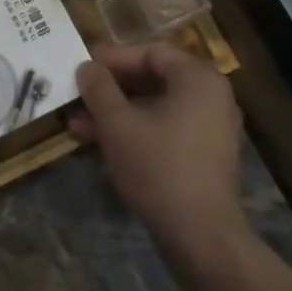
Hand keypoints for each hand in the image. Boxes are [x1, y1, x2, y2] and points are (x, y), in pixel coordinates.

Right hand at [70, 43, 249, 257]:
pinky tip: (102, 142)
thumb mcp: (118, 124)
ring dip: (118, 112)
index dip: (113, 58)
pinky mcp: (207, 156)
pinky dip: (137, 130)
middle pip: (154, 78)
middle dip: (111, 88)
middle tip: (79, 94)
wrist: (202, 237)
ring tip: (78, 123)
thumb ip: (99, 89)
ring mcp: (213, 128)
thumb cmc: (159, 168)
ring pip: (157, 107)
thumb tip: (86, 67)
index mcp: (198, 79)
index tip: (82, 67)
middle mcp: (212, 97)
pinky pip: (168, 128)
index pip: (150, 52)